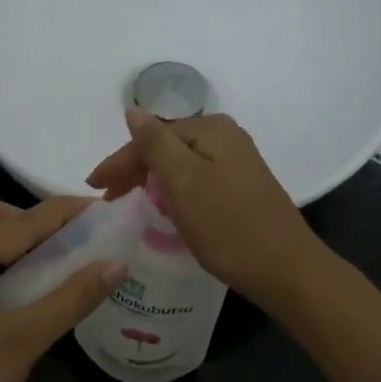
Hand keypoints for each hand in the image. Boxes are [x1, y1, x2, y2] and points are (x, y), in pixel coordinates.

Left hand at [0, 197, 124, 381]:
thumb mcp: (26, 339)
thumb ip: (74, 296)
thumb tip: (117, 264)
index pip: (19, 222)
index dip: (63, 213)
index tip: (100, 207)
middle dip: (28, 220)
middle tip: (67, 240)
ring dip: (7, 238)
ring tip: (48, 261)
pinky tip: (15, 286)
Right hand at [87, 110, 324, 307]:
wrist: (286, 270)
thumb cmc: (228, 226)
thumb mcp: (183, 182)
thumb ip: (154, 143)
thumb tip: (134, 110)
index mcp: (211, 129)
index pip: (151, 137)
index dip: (119, 161)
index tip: (94, 188)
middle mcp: (226, 137)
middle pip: (166, 147)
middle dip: (134, 169)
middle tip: (107, 197)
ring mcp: (238, 162)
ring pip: (180, 164)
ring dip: (151, 180)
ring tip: (127, 201)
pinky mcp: (243, 186)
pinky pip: (196, 179)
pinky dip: (174, 191)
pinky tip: (164, 206)